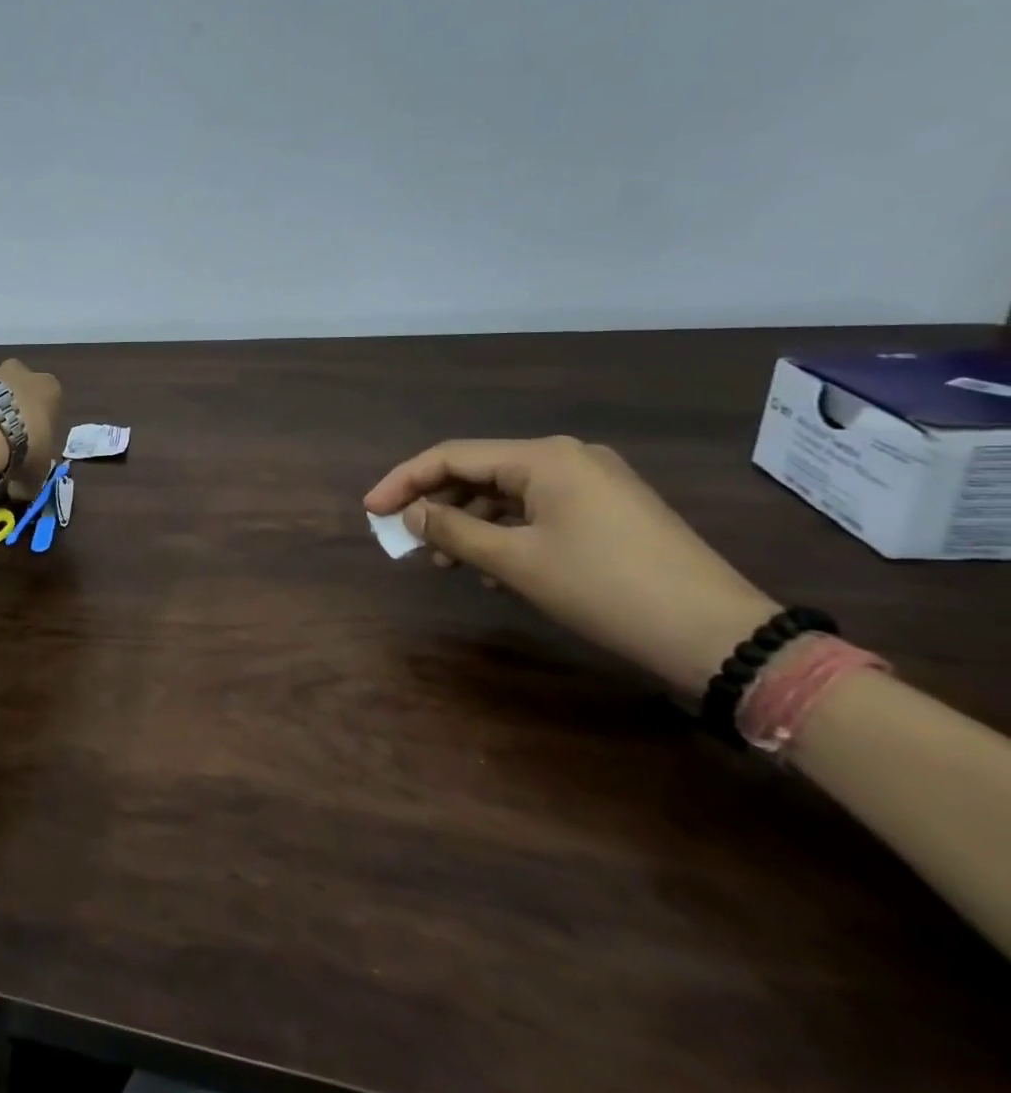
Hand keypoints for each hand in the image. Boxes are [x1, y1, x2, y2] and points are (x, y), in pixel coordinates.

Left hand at [0, 350, 62, 498]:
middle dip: (11, 398)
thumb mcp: (36, 472)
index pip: (50, 399)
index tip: (31, 439)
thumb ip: (30, 479)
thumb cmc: (22, 447)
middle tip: (2, 429)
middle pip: (17, 381)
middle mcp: (19, 371)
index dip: (40, 419)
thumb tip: (21, 493)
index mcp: (48, 389)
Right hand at [364, 437, 779, 692]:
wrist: (720, 636)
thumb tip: (411, 515)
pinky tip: (493, 569)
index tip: (372, 510)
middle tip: (406, 539)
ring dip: (470, 523)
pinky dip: (506, 533)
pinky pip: (537, 510)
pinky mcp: (610, 510)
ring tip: (447, 563)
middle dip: (437, 504)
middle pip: (479, 470)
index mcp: (544, 457)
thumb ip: (454, 531)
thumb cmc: (605, 589)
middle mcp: (567, 457)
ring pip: (507, 493)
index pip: (452, 456)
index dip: (404, 481)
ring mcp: (593, 483)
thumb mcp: (516, 562)